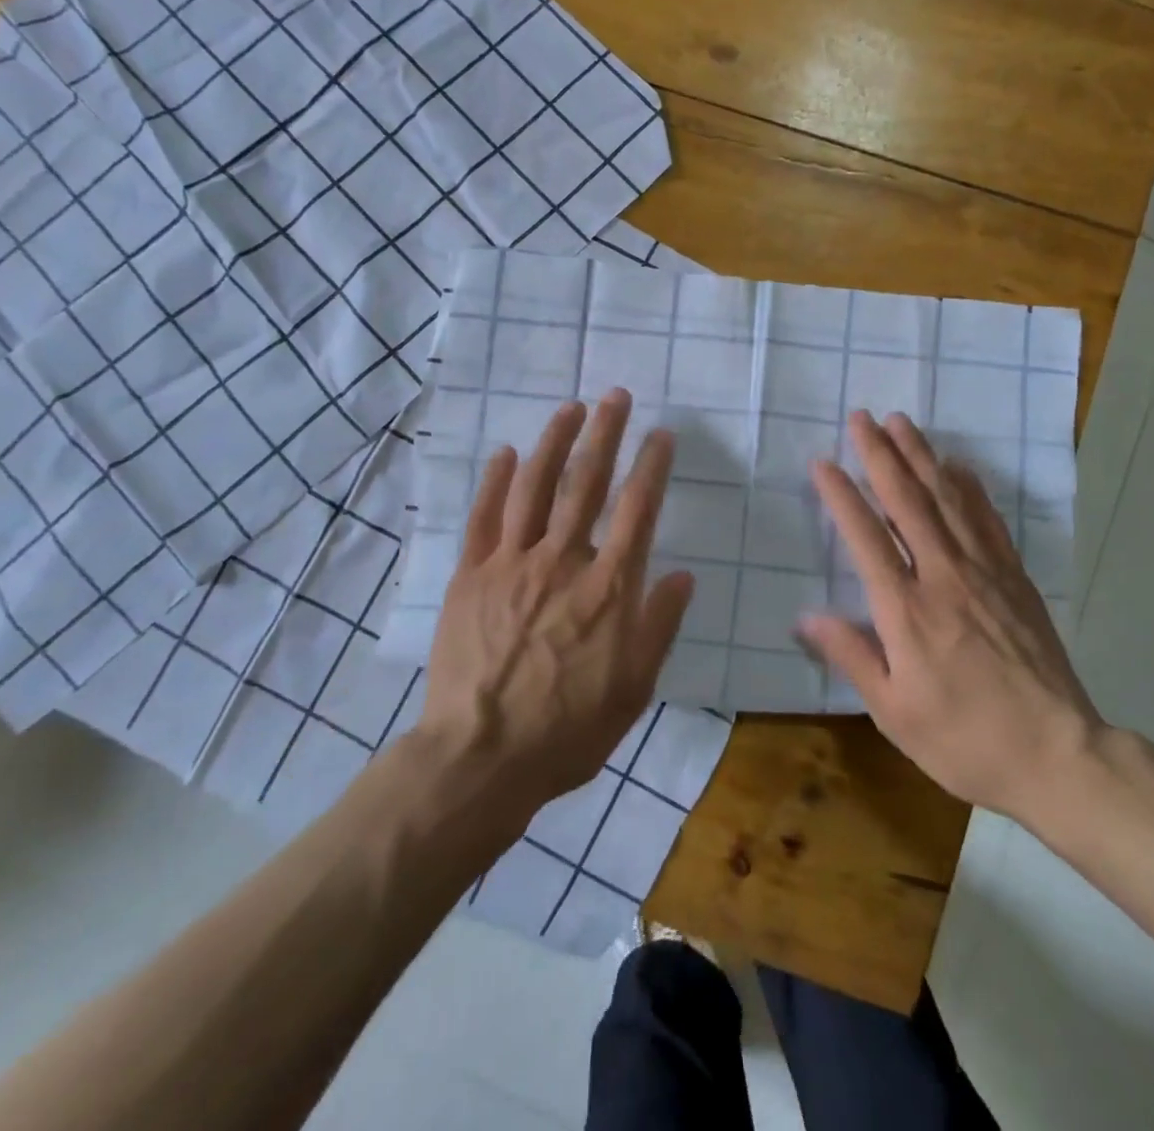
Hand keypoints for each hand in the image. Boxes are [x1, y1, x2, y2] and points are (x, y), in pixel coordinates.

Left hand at [417, 390, 693, 808]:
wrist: (481, 758)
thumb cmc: (568, 729)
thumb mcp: (634, 687)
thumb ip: (659, 625)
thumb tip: (683, 575)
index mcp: (608, 587)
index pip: (638, 510)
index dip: (651, 466)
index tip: (660, 434)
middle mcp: (563, 561)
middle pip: (586, 484)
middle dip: (604, 434)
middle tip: (614, 396)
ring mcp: (511, 564)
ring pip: (534, 488)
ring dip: (553, 442)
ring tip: (569, 409)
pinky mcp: (470, 576)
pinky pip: (483, 518)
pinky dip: (494, 482)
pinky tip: (503, 453)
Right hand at [799, 411, 1106, 825]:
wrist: (1057, 754)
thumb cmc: (964, 739)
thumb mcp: (893, 712)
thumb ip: (851, 656)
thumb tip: (805, 616)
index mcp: (906, 610)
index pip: (866, 537)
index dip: (842, 496)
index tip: (823, 462)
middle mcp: (944, 576)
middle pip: (907, 502)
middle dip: (881, 455)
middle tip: (863, 417)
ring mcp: (985, 572)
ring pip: (947, 499)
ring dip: (922, 456)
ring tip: (902, 423)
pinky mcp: (1015, 578)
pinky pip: (988, 520)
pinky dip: (969, 487)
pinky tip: (958, 466)